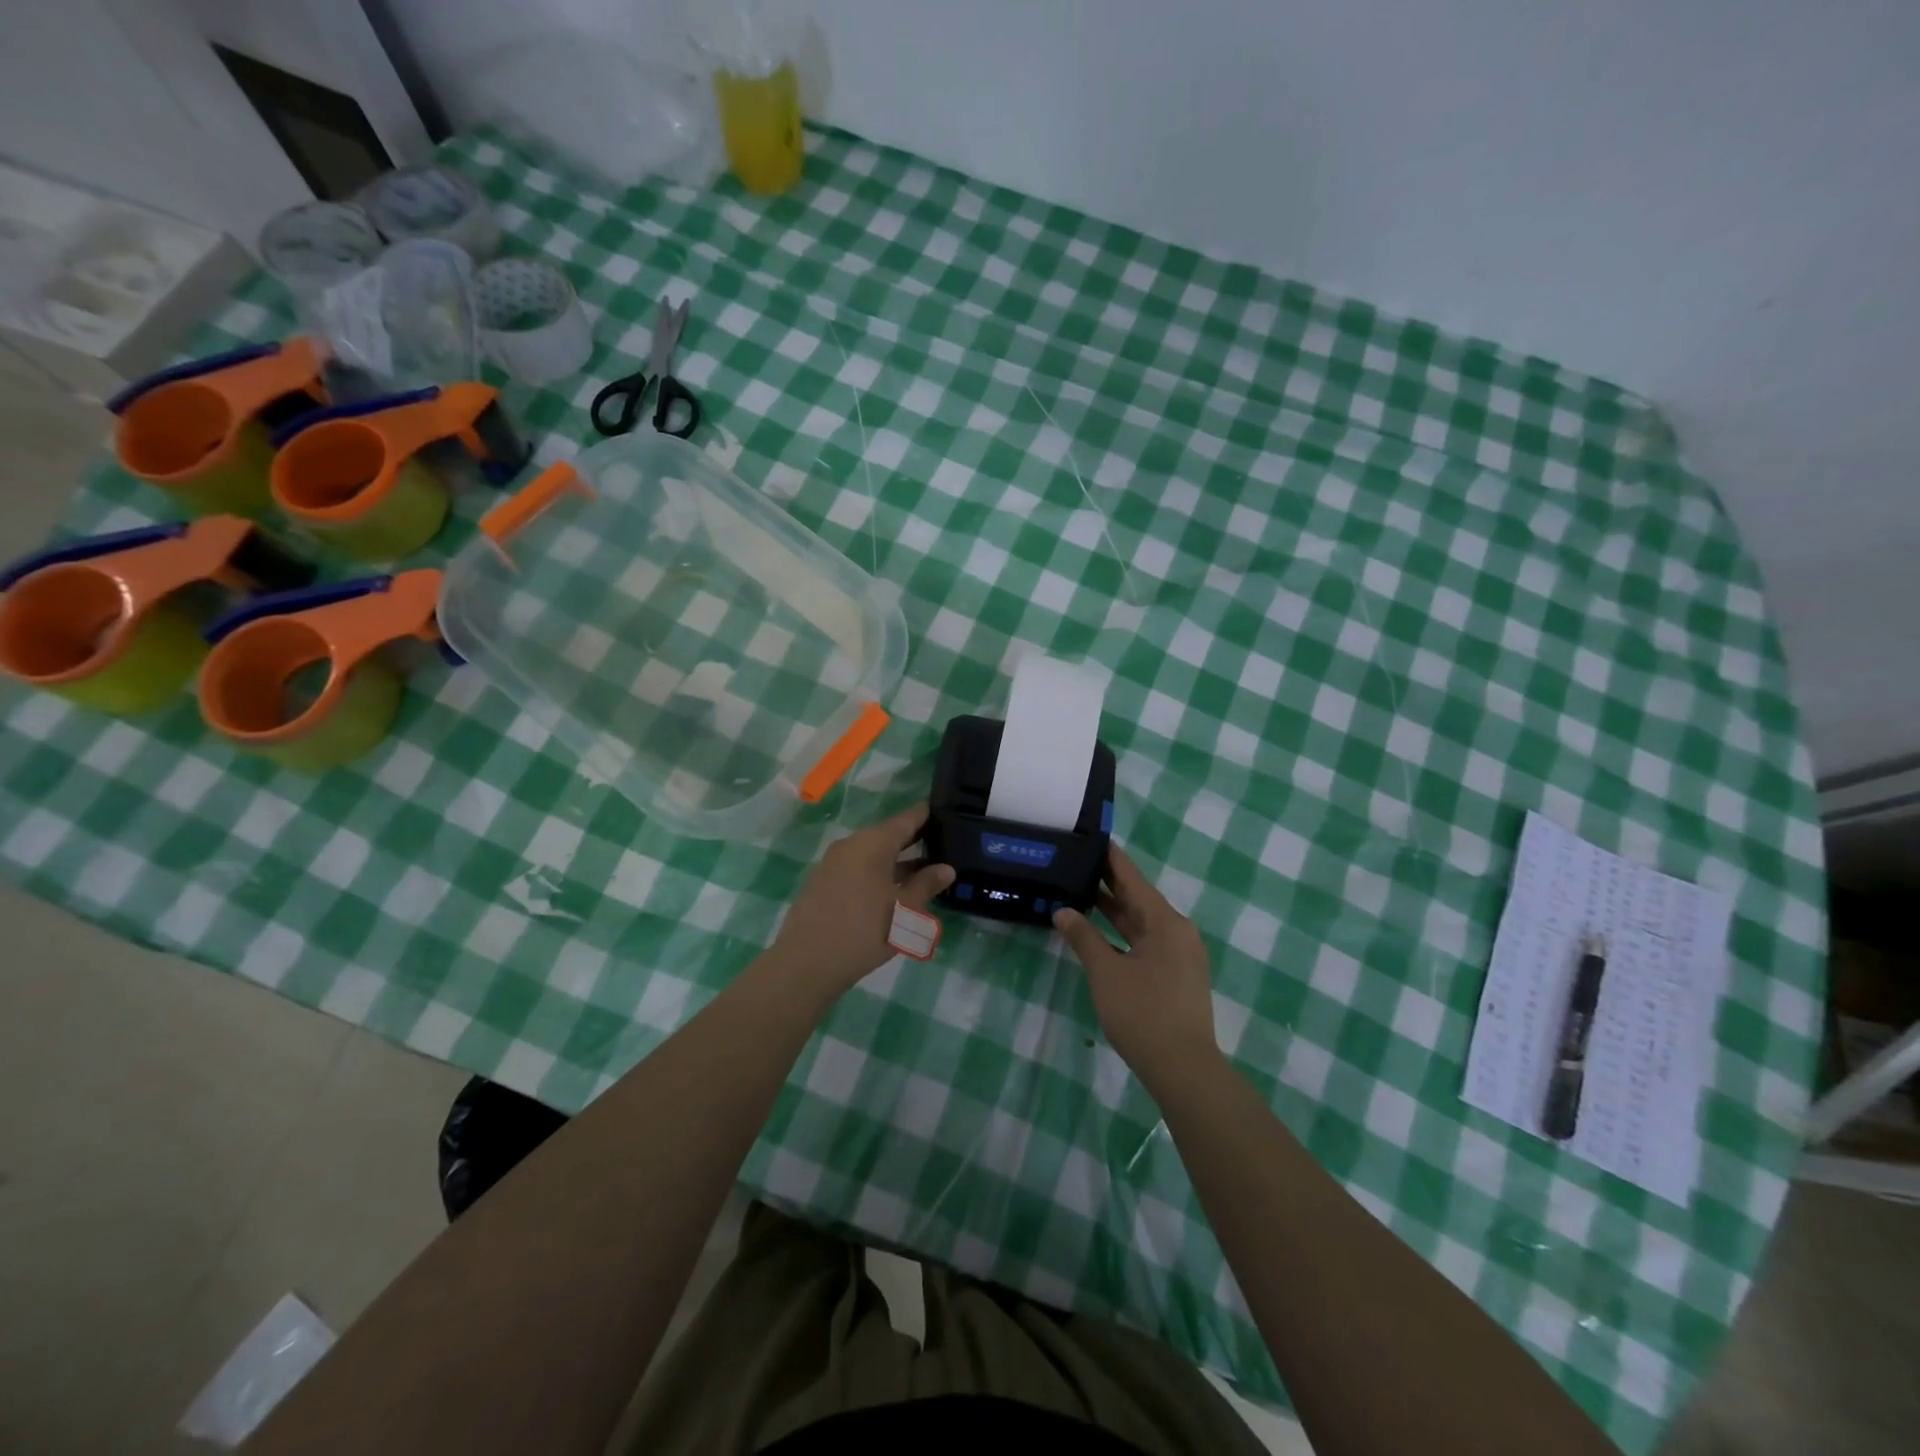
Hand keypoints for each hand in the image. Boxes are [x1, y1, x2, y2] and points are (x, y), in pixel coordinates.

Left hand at [773, 803, 953, 995]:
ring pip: (873, 854)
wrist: (806, 963)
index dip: (928, 815)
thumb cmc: (865, 931)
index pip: (907, 818)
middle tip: (943, 845)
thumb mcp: (906, 910)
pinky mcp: (824, 882)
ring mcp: (834, 862)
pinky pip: (858, 868)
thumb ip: (926, 885)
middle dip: (915, 841)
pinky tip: (893, 890)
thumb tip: (946, 868)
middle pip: (889, 835)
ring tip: (924, 872)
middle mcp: (852, 844)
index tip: (948, 813)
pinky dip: (878, 873)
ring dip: (897, 861)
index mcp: (873, 842)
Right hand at [1053, 845, 1217, 1086]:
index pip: (1133, 878)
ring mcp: (1180, 955)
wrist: (1183, 1068)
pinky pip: (1146, 941)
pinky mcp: (1177, 975)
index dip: (1112, 858)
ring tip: (1081, 891)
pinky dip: (1122, 933)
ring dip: (1114, 910)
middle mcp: (1177, 931)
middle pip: (1139, 898)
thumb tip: (1062, 911)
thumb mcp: (1106, 973)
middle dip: (1108, 882)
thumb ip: (1083, 938)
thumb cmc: (1143, 1013)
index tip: (1093, 838)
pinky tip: (1100, 933)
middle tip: (1077, 862)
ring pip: (1142, 922)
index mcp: (1165, 922)